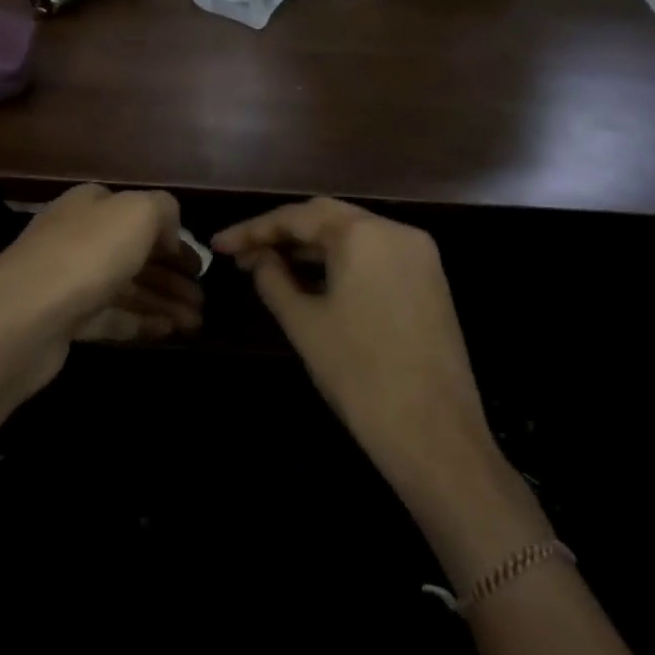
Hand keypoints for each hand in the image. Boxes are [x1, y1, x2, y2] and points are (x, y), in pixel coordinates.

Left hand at [0, 184, 202, 391]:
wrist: (24, 315)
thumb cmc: (87, 253)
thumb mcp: (137, 212)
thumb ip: (164, 209)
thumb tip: (170, 235)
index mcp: (92, 204)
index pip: (139, 215)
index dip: (172, 239)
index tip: (200, 267)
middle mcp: (79, 236)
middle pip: (134, 254)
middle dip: (172, 276)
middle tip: (203, 301)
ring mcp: (70, 279)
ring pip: (126, 287)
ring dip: (163, 302)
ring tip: (196, 323)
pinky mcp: (65, 319)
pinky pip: (111, 317)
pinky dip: (141, 322)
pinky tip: (169, 332)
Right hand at [213, 199, 492, 495]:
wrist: (435, 437)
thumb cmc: (359, 374)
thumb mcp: (303, 323)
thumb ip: (272, 278)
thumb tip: (258, 258)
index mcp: (364, 233)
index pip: (296, 217)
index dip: (253, 230)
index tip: (218, 244)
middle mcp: (396, 231)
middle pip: (326, 218)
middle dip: (281, 233)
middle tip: (241, 252)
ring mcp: (419, 256)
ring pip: (352, 236)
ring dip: (309, 247)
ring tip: (268, 264)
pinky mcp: (429, 282)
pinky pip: (374, 256)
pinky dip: (339, 261)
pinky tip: (310, 278)